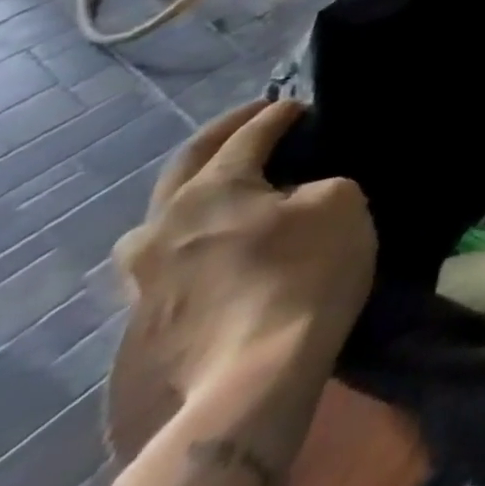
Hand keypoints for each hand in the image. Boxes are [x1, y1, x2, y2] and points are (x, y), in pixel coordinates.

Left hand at [115, 100, 374, 400]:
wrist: (251, 380)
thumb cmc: (304, 272)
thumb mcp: (341, 203)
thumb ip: (318, 185)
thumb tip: (297, 195)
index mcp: (212, 188)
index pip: (250, 133)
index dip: (280, 113)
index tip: (303, 105)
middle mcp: (164, 225)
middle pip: (186, 166)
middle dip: (222, 138)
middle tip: (253, 120)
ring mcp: (143, 279)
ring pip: (159, 220)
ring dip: (190, 197)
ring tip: (224, 194)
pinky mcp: (145, 323)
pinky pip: (167, 262)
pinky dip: (192, 241)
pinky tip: (217, 250)